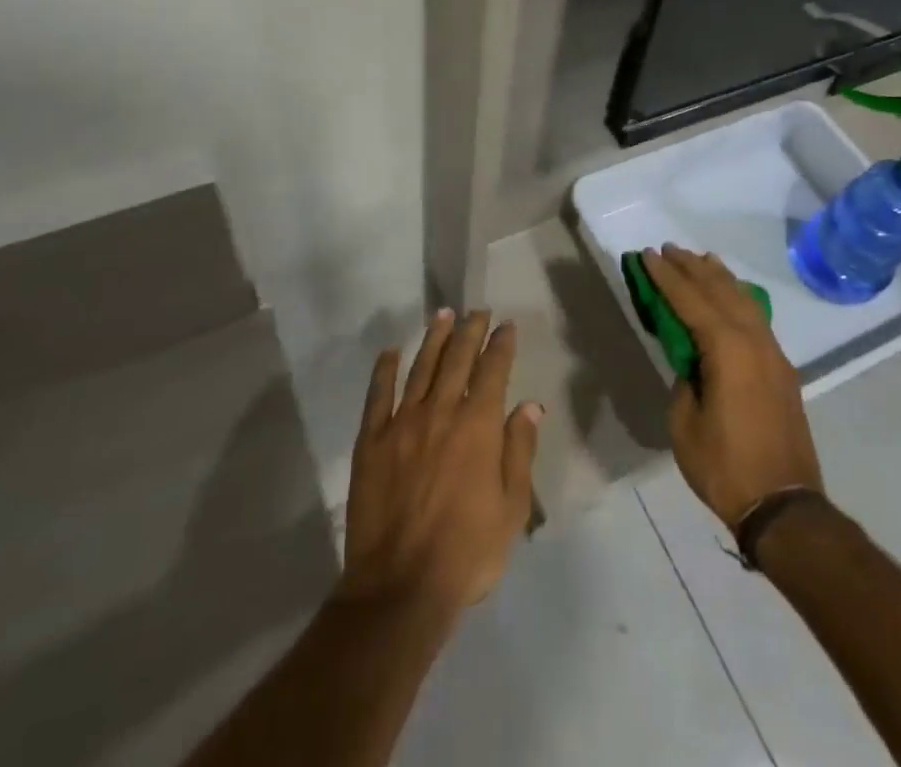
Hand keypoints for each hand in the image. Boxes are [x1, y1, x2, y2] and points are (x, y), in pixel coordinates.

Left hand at [337, 310, 541, 619]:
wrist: (400, 588)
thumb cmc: (467, 553)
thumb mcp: (512, 509)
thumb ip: (520, 452)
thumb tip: (530, 406)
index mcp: (478, 426)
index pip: (493, 371)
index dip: (501, 345)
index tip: (506, 326)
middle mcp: (440, 412)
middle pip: (457, 359)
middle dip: (470, 331)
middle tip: (477, 311)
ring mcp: (402, 423)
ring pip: (421, 367)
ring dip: (434, 338)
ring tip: (443, 315)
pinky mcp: (371, 440)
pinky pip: (378, 395)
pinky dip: (385, 370)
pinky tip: (390, 352)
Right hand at [649, 246, 823, 528]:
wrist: (784, 507)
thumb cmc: (725, 466)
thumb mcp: (684, 422)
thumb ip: (685, 379)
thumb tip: (693, 362)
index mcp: (727, 349)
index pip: (690, 299)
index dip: (666, 276)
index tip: (648, 254)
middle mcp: (754, 341)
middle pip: (720, 290)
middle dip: (692, 267)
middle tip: (668, 249)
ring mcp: (773, 353)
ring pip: (744, 299)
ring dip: (719, 277)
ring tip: (700, 259)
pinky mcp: (782, 369)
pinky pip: (756, 317)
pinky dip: (738, 297)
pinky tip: (730, 295)